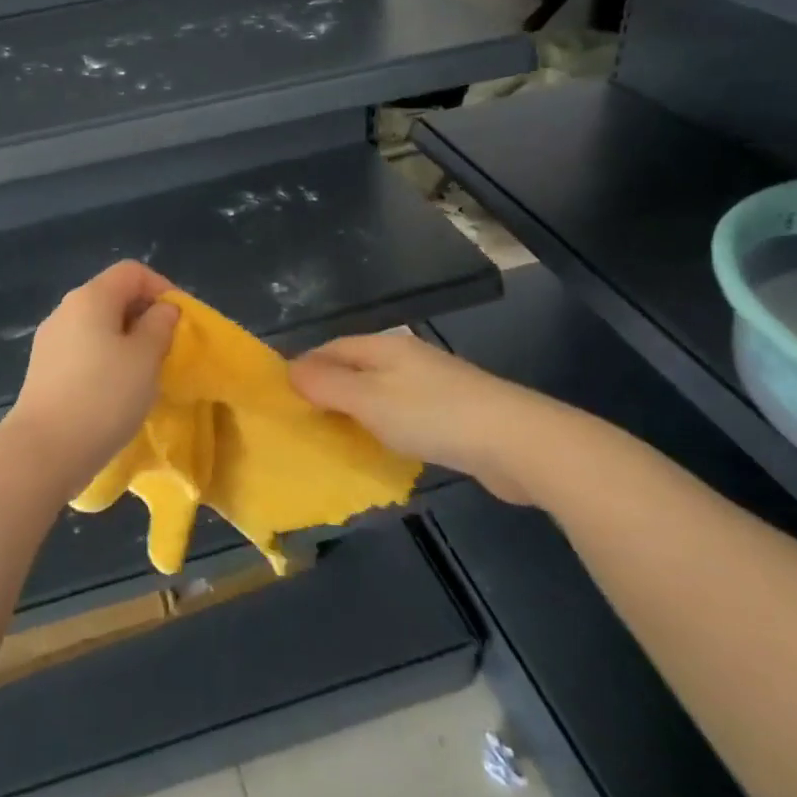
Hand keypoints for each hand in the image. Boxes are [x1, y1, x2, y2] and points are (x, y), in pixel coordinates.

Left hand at [4, 261, 179, 485]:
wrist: (44, 451)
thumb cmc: (103, 396)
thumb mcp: (145, 358)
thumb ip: (159, 326)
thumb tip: (162, 310)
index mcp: (90, 297)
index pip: (132, 272)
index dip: (162, 288)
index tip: (182, 321)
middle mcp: (66, 310)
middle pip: (113, 296)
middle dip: (145, 316)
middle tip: (168, 348)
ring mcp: (51, 341)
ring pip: (98, 326)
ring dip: (127, 341)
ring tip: (146, 373)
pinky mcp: (44, 370)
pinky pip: (84, 351)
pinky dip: (106, 360)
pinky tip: (117, 391)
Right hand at [289, 330, 536, 504]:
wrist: (515, 441)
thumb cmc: (432, 415)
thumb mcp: (368, 398)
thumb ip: (327, 385)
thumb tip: (289, 370)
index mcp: (384, 346)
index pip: (332, 348)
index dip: (305, 368)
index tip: (282, 397)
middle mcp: (406, 358)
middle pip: (355, 369)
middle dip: (328, 392)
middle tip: (303, 424)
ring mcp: (432, 386)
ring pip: (379, 394)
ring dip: (356, 413)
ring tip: (333, 439)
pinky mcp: (451, 414)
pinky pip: (403, 416)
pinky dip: (383, 428)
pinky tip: (380, 449)